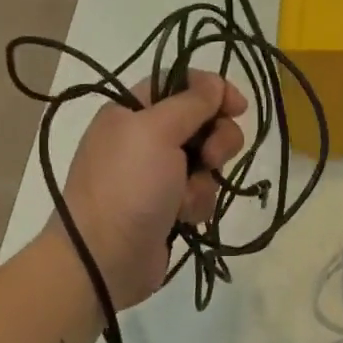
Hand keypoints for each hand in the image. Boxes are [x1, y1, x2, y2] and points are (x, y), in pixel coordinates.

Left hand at [61, 73, 247, 308]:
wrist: (104, 259)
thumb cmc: (128, 186)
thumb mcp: (157, 131)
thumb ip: (192, 101)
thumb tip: (215, 83)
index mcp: (132, 110)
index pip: (181, 82)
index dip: (213, 90)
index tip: (237, 107)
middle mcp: (144, 137)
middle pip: (202, 121)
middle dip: (216, 140)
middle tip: (210, 158)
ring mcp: (157, 173)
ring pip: (207, 160)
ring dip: (205, 179)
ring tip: (185, 198)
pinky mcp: (169, 205)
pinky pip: (201, 192)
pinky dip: (197, 203)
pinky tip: (183, 217)